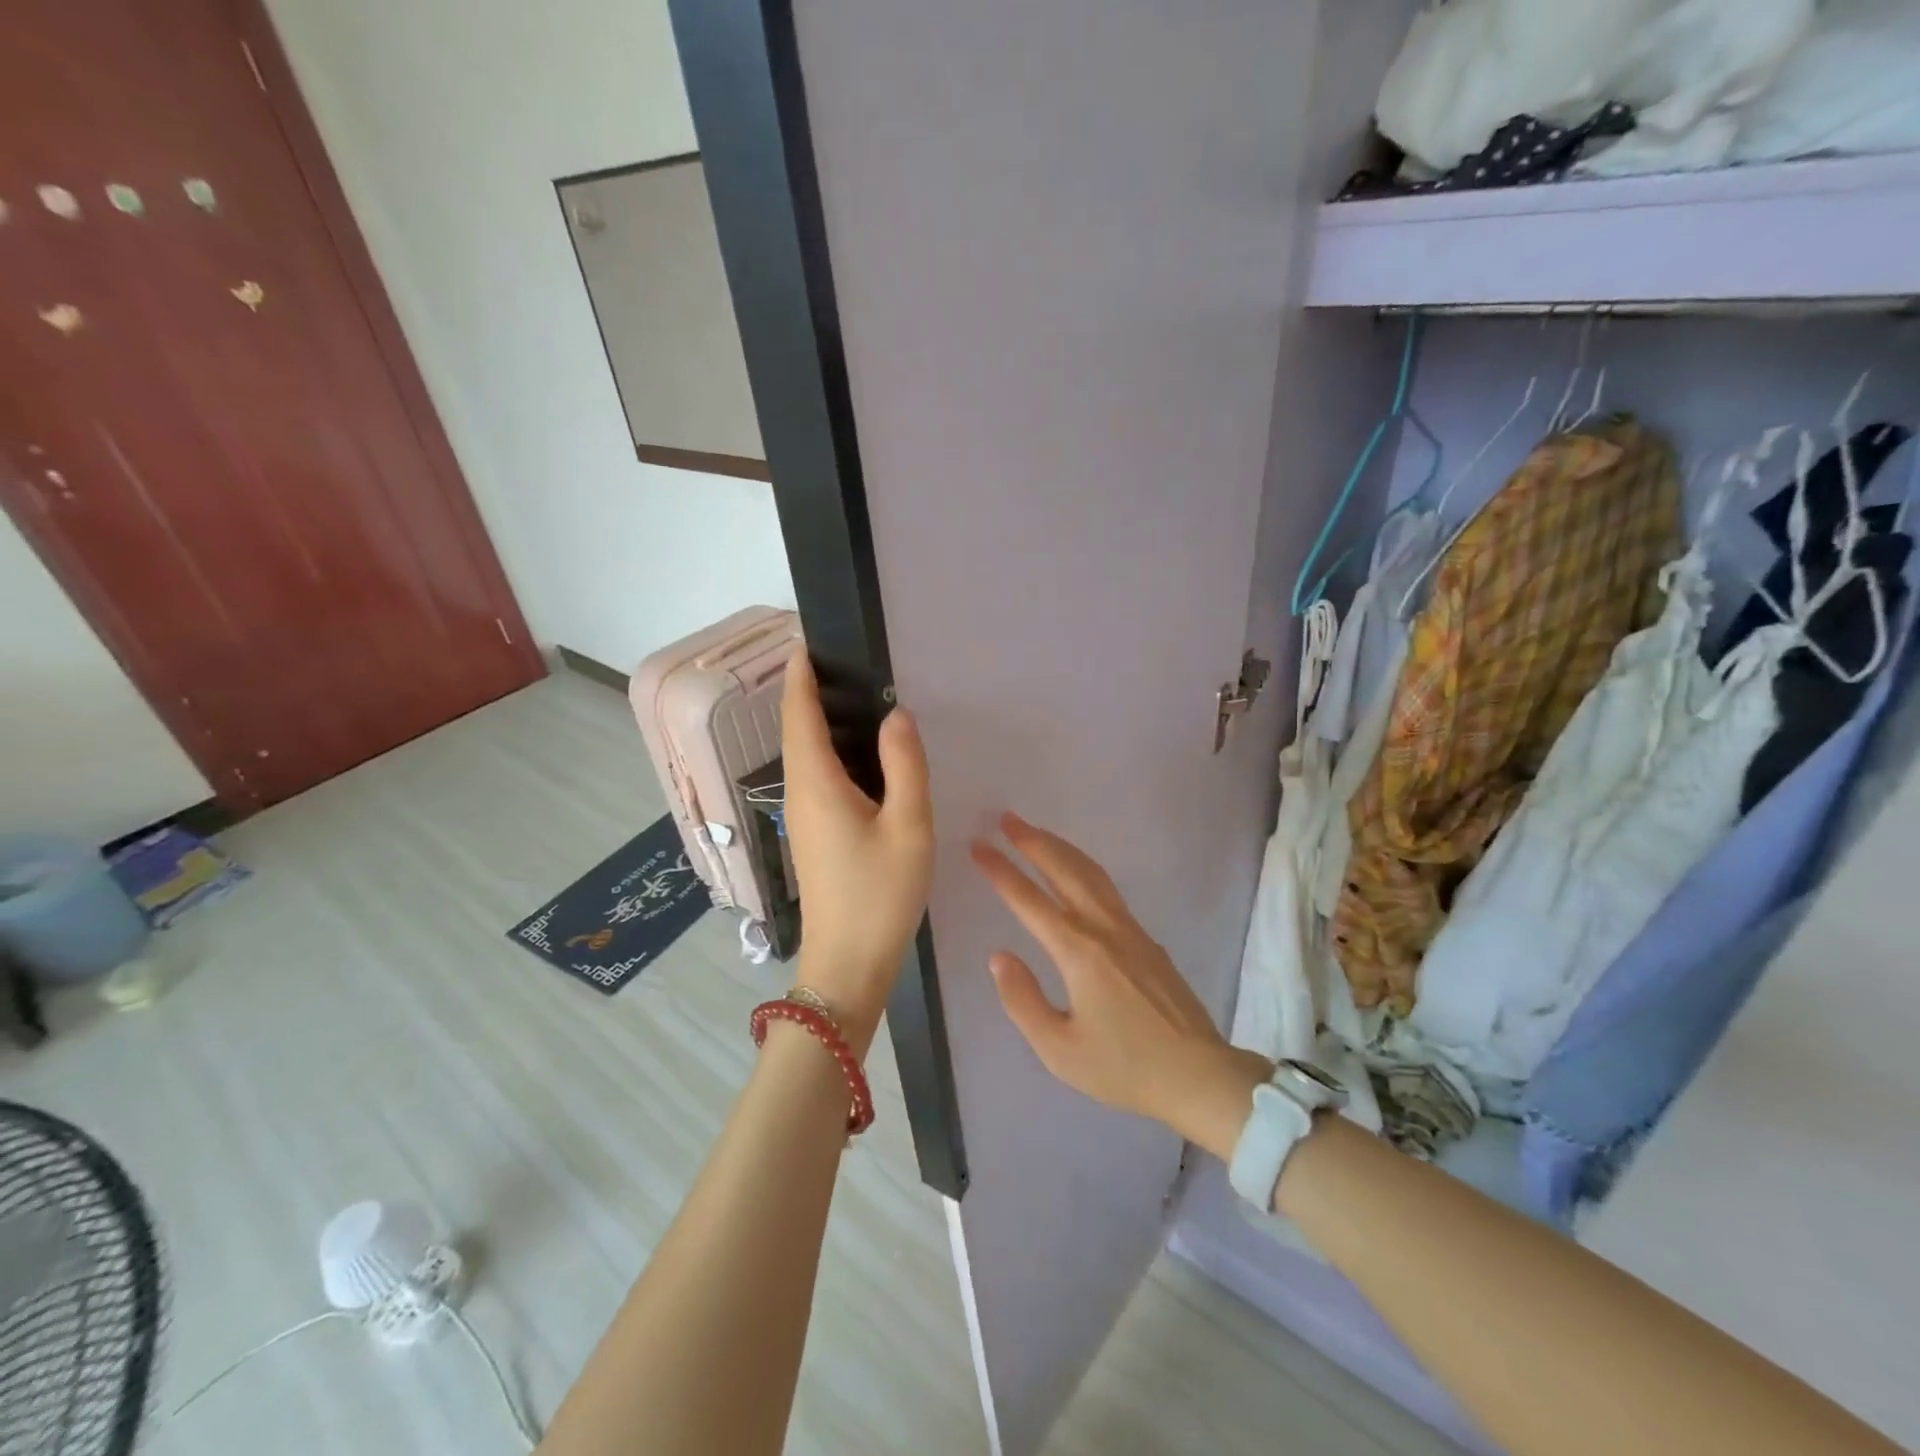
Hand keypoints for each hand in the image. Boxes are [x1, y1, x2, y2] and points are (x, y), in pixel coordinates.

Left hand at [781, 647, 933, 1054]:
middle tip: (842, 661)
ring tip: (853, 696)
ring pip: (804, 756)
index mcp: (817, 783)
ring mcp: (802, 817)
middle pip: (796, 732)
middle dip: (808, 693)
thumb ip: (905, 766)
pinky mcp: (812, 835)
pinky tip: (860, 755)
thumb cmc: (879, 894)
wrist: (848, 963)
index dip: (800, 677)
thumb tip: (897, 715)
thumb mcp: (908, 826)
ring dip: (818, 721)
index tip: (806, 642)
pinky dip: (829, 751)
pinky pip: (815, 777)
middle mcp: (800, 794)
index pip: (799, 715)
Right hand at [971, 814, 1271, 1156]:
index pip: (1029, 900)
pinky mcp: (1146, 937)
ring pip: (1090, 872)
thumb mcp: (1059, 1049)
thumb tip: (998, 956)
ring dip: (1059, 847)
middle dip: (1032, 841)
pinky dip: (1081, 866)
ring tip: (1035, 833)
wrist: (1198, 1074)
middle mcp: (1103, 928)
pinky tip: (1075, 871)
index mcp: (1078, 952)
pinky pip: (1107, 887)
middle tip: (1006, 819)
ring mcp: (1129, 929)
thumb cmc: (1124, 1067)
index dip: (1000, 871)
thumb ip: (1022, 1000)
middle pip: (1064, 870)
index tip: (978, 846)